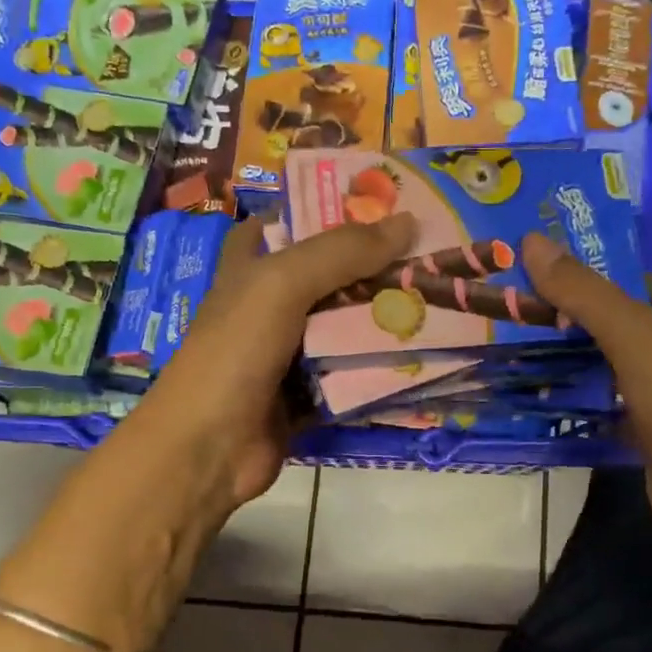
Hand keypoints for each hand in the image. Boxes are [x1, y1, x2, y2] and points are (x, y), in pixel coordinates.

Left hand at [117, 213, 416, 526]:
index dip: (331, 210)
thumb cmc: (235, 352)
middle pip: (331, 276)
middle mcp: (271, 305)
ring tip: (442, 299)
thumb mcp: (282, 285)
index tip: (386, 204)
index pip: (290, 223)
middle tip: (433, 255)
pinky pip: (352, 373)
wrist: (209, 448)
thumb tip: (408, 222)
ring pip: (346, 326)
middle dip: (376, 267)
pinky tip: (426, 354)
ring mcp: (290, 352)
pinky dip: (381, 367)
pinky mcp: (308, 393)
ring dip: (386, 319)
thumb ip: (341, 251)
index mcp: (251, 268)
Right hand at [520, 232, 651, 549]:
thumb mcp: (633, 336)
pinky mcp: (645, 435)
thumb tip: (533, 242)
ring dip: (571, 362)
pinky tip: (539, 402)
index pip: (638, 282)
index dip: (598, 269)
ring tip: (516, 351)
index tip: (546, 268)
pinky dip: (577, 405)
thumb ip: (585, 292)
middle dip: (574, 317)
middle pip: (617, 325)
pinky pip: (604, 410)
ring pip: (608, 369)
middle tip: (518, 310)